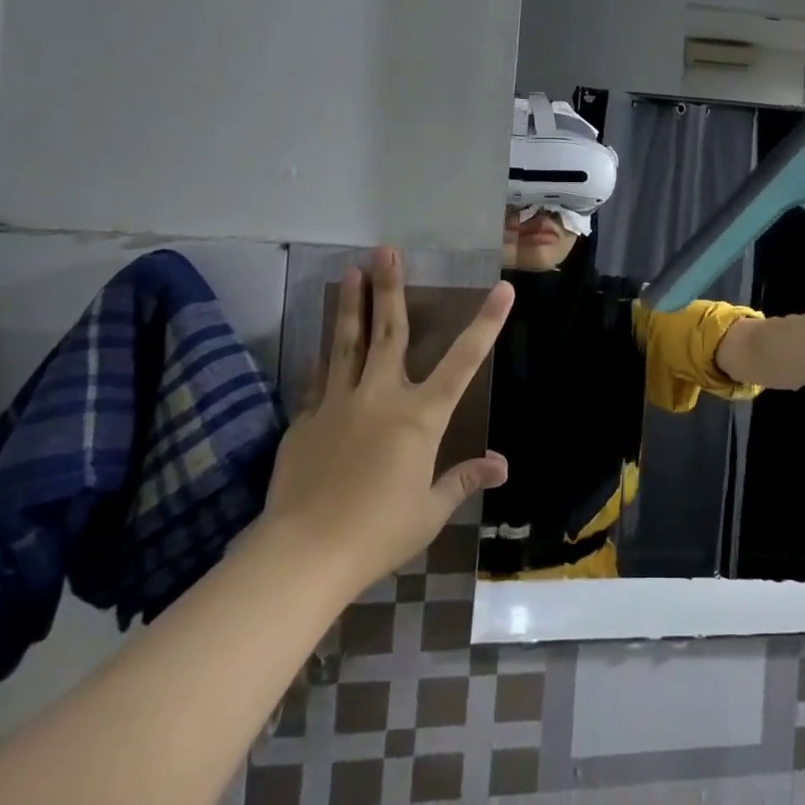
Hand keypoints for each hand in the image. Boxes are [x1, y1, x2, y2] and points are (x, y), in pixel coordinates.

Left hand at [260, 249, 511, 582]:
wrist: (302, 554)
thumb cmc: (377, 533)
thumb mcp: (430, 511)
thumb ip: (462, 479)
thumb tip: (502, 465)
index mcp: (420, 417)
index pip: (463, 362)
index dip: (486, 323)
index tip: (502, 289)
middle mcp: (381, 397)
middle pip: (389, 332)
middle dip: (390, 288)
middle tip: (386, 250)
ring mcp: (338, 404)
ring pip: (347, 343)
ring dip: (351, 304)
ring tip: (349, 270)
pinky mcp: (306, 420)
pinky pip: (321, 377)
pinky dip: (327, 353)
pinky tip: (325, 339)